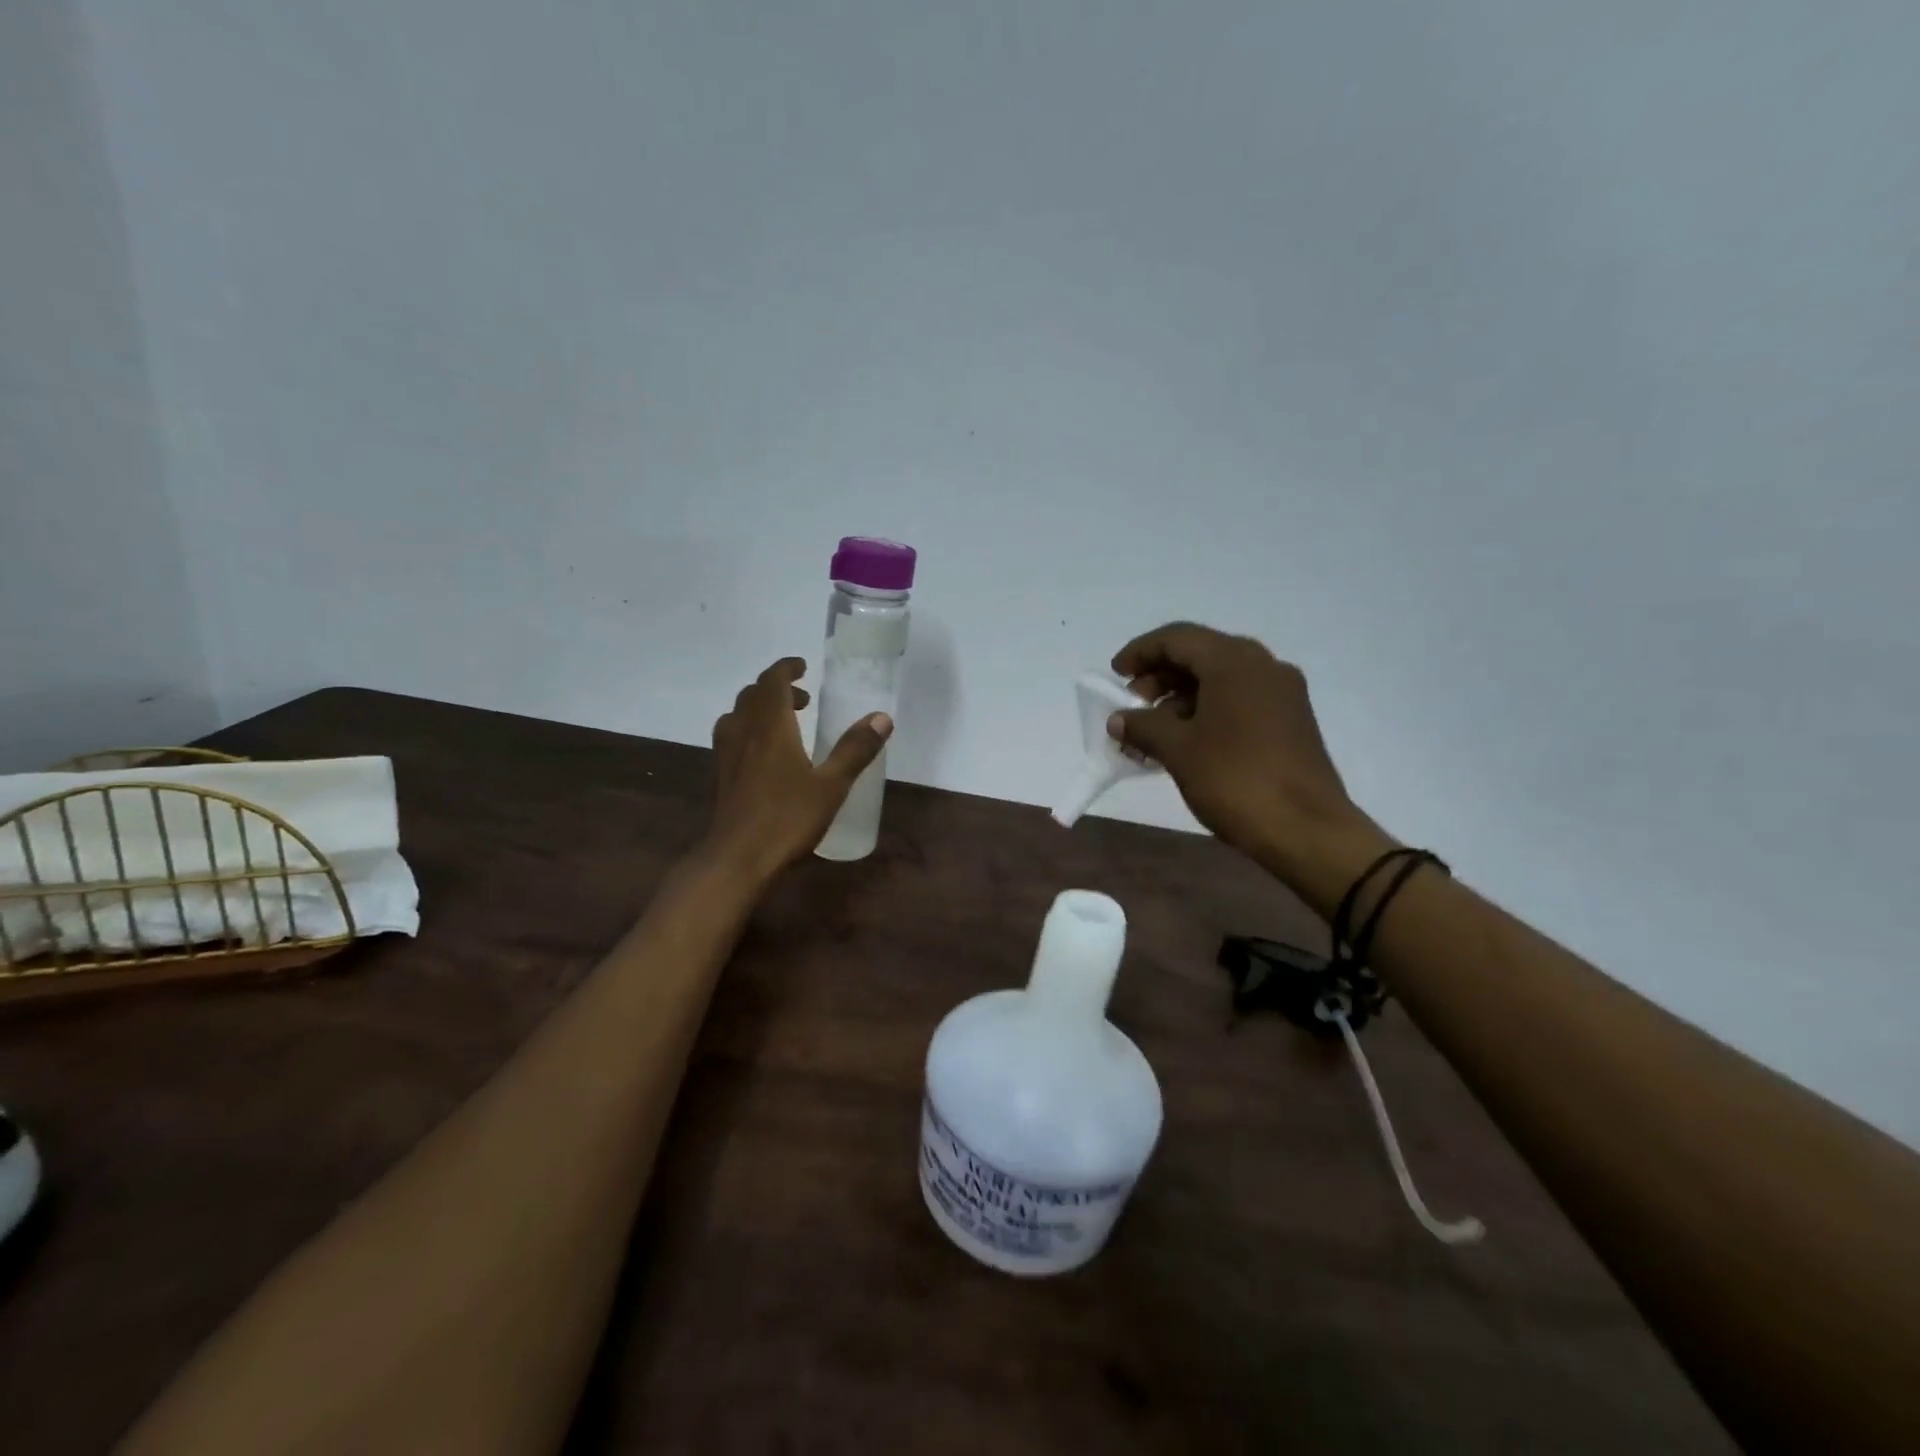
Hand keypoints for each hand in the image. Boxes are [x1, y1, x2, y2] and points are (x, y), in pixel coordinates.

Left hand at [706, 658, 891, 877]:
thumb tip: (882, 717)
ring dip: (759, 708)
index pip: (772, 682)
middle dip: (777, 688)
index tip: (803, 666)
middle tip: (803, 699)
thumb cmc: (787, 819)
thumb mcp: (832, 785)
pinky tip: (765, 755)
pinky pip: (732, 737)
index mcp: (771, 727)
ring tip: (784, 723)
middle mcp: (745, 733)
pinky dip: (748, 730)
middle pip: (752, 695)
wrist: (737, 859)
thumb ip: (855, 749)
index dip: (786, 668)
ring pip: (738, 715)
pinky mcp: (722, 777)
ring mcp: (728, 756)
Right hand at [1109, 623, 1377, 876]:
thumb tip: (1120, 719)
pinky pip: (1238, 701)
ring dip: (1179, 700)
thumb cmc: (1236, 780)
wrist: (1307, 831)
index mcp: (1234, 662)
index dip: (1140, 652)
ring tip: (1151, 735)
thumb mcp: (1178, 750)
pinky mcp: (1290, 721)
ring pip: (1219, 680)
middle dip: (1158, 678)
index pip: (1177, 639)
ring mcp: (1281, 694)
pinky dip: (1205, 712)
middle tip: (1131, 710)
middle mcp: (1262, 666)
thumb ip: (1143, 726)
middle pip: (1199, 655)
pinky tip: (1184, 744)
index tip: (1115, 675)